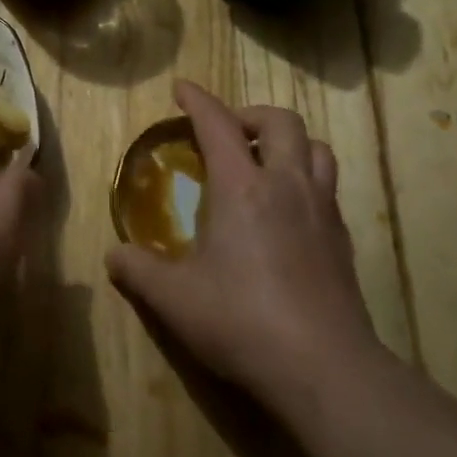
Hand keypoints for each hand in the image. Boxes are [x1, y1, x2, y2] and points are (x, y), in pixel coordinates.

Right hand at [105, 80, 380, 404]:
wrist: (324, 367)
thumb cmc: (241, 321)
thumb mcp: (173, 298)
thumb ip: (137, 270)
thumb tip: (114, 255)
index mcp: (243, 188)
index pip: (218, 125)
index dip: (197, 100)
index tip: (181, 88)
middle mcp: (287, 186)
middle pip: (280, 122)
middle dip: (249, 115)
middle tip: (225, 132)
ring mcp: (322, 211)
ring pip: (315, 148)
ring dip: (286, 142)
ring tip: (262, 162)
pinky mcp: (342, 239)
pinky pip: (327, 186)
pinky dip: (304, 178)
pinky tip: (286, 210)